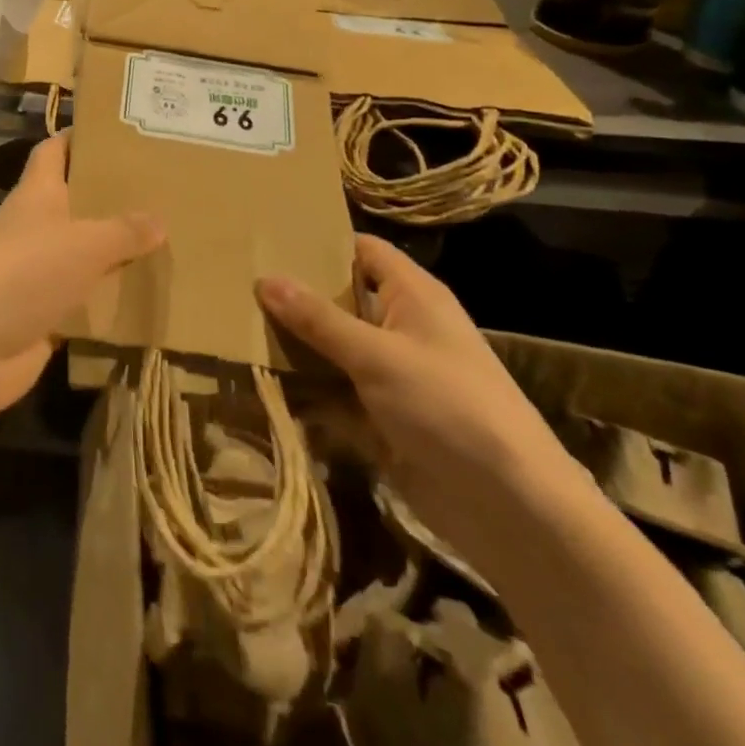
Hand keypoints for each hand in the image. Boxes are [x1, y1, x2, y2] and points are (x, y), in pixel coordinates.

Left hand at [0, 134, 163, 415]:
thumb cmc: (24, 274)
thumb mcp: (83, 243)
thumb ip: (124, 230)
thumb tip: (159, 220)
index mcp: (36, 195)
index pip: (54, 150)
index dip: (80, 137)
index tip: (120, 131)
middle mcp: (35, 227)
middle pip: (75, 201)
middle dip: (112, 195)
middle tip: (162, 188)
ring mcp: (37, 272)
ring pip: (84, 251)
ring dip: (116, 248)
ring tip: (167, 238)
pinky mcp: (44, 312)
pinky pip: (85, 296)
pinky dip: (111, 295)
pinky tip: (148, 292)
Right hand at [256, 234, 582, 569]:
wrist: (509, 508)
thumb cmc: (448, 407)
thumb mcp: (377, 355)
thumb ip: (318, 319)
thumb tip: (265, 279)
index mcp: (412, 295)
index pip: (361, 250)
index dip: (319, 241)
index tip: (266, 237)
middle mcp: (401, 327)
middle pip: (340, 300)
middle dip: (295, 296)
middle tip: (236, 282)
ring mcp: (391, 375)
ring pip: (332, 348)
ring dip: (294, 346)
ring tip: (234, 327)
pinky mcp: (382, 417)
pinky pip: (334, 392)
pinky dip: (305, 390)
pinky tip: (258, 382)